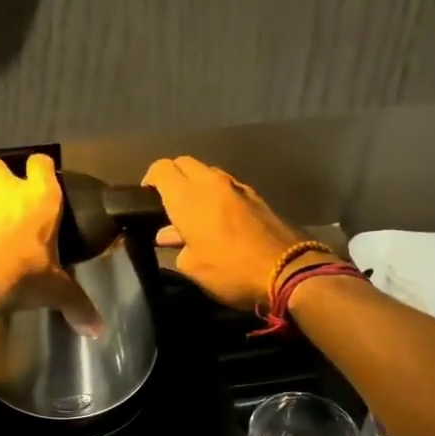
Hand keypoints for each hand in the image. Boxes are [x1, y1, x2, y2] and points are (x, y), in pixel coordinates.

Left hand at [0, 155, 101, 331]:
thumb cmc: (20, 278)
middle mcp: (6, 185)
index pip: (42, 164)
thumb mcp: (54, 290)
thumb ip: (77, 303)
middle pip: (1, 165)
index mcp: (40, 197)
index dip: (39, 170)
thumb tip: (99, 330)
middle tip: (1, 203)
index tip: (38, 181)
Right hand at [141, 156, 313, 310]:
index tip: (146, 199)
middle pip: (184, 164)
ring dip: (196, 188)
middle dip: (173, 178)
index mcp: (188, 196)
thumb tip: (171, 235)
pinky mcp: (256, 197)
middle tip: (167, 204)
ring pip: (207, 174)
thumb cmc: (230, 270)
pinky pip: (226, 188)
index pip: (161, 169)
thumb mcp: (192, 267)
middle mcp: (211, 183)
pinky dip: (216, 197)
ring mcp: (237, 187)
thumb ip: (178, 246)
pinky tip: (216, 223)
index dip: (150, 180)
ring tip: (192, 216)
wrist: (288, 271)